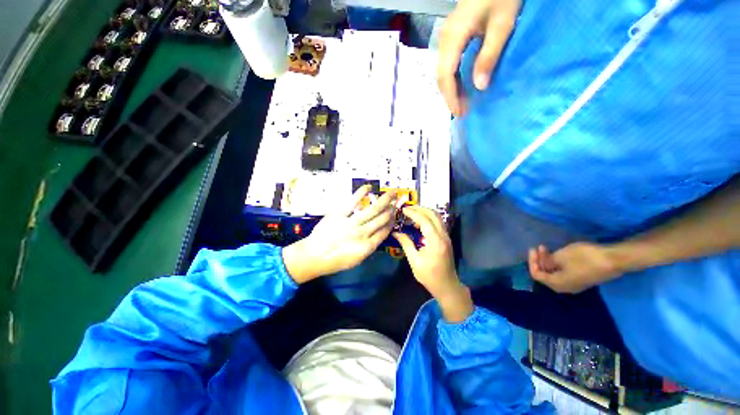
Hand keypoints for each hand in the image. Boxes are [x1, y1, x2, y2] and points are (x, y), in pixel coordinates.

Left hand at [283, 186, 397, 282]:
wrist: (313, 256)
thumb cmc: (335, 261)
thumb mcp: (356, 260)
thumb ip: (369, 246)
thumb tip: (378, 232)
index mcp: (367, 246)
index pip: (385, 231)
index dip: (392, 222)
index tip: (395, 215)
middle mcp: (362, 233)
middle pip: (382, 219)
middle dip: (392, 209)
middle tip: (396, 201)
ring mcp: (351, 222)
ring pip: (372, 209)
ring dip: (384, 200)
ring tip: (391, 193)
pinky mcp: (339, 214)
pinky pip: (352, 201)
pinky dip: (361, 193)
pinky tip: (368, 187)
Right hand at [393, 206, 472, 321]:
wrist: (447, 285)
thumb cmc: (429, 276)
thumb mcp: (414, 261)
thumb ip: (406, 244)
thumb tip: (396, 232)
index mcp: (435, 241)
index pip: (424, 220)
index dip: (413, 213)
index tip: (403, 209)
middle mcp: (443, 235)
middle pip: (433, 214)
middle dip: (420, 208)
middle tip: (407, 208)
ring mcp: (446, 236)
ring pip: (438, 217)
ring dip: (425, 211)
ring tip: (412, 212)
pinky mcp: (446, 238)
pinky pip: (438, 222)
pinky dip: (429, 218)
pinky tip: (420, 222)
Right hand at [437, 0, 520, 115]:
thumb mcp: (502, 25)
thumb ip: (489, 56)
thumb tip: (479, 87)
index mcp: (453, 37)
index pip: (446, 75)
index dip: (451, 97)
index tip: (460, 113)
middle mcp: (444, 40)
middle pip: (441, 76)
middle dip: (450, 96)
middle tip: (462, 111)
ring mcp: (446, 38)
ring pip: (443, 72)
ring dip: (452, 89)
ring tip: (463, 102)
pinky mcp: (451, 37)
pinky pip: (448, 64)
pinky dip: (454, 79)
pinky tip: (462, 86)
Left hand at [528, 243, 621, 293]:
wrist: (614, 260)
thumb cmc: (584, 258)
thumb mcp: (561, 256)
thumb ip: (548, 261)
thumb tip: (543, 264)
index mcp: (557, 284)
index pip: (537, 275)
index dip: (532, 261)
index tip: (533, 249)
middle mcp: (565, 288)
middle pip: (545, 274)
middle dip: (539, 260)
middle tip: (540, 247)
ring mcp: (575, 284)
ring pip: (554, 273)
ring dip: (548, 260)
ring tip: (546, 248)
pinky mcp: (582, 279)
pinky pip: (563, 273)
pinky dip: (557, 263)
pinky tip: (557, 254)